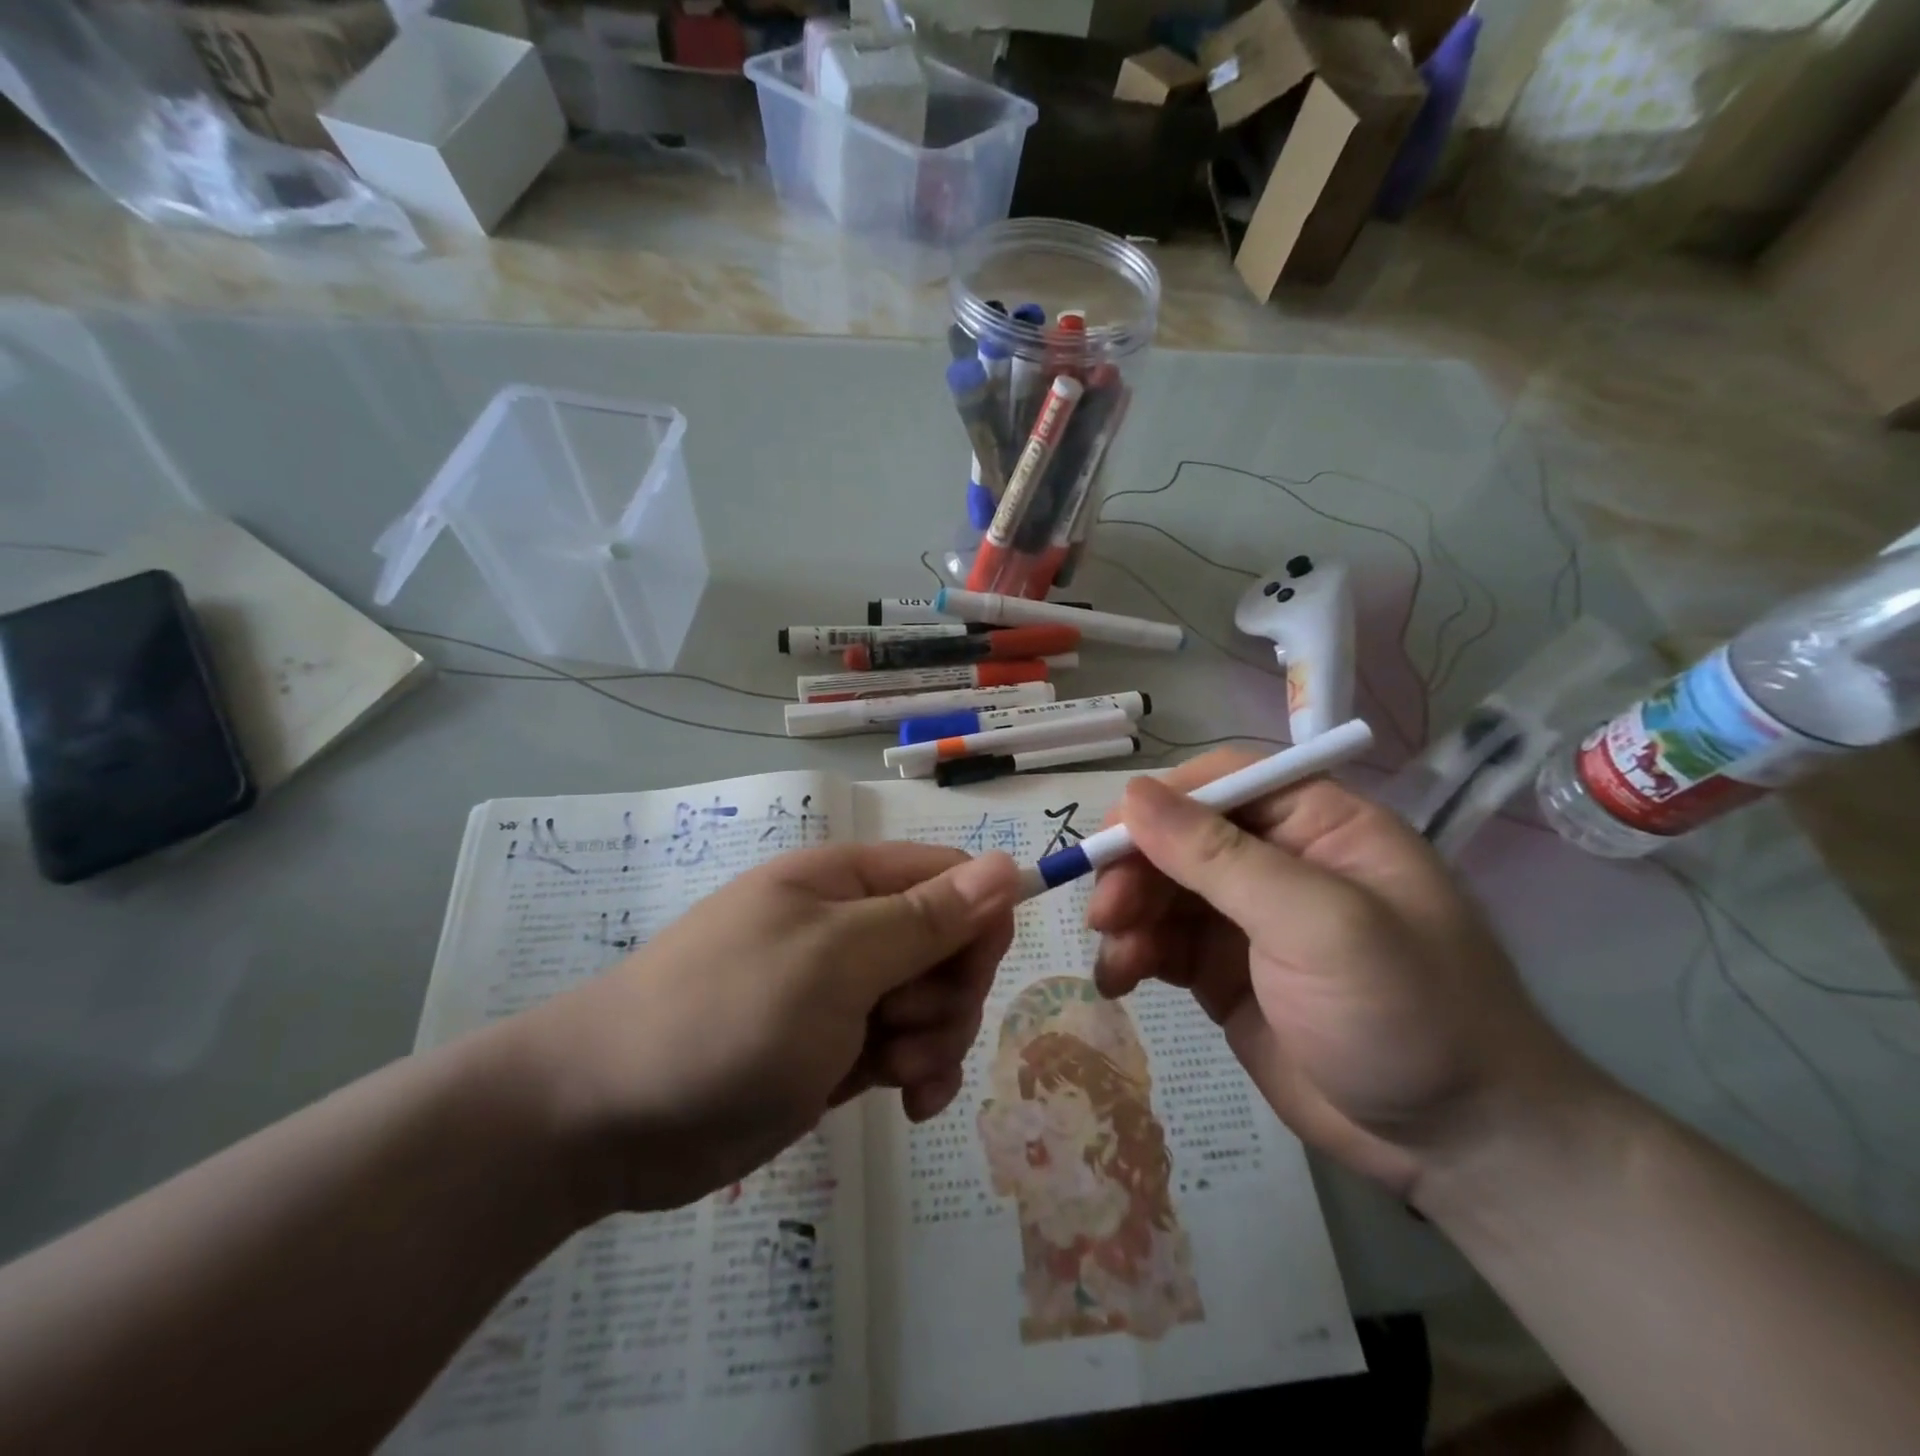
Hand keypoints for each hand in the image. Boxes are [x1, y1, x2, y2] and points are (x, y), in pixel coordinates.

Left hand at [516, 844, 1019, 1214]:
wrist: (606, 1117)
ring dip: (933, 1042)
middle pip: (951, 944)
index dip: (978, 923)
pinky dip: (918, 1074)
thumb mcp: (835, 960)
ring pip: (934, 1002)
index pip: (954, 878)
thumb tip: (1009, 864)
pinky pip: (908, 1049)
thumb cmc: (726, 1017)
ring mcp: (843, 990)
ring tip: (889, 1073)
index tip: (966, 977)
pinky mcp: (836, 1047)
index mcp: (847, 881)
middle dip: (949, 995)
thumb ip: (925, 917)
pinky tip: (907, 1107)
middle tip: (902, 1030)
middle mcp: (851, 926)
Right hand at [1086, 751, 1584, 1197]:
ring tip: (1115, 961)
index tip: (1112, 839)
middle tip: (1105, 913)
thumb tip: (1133, 796)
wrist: (1455, 1147)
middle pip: (1180, 836)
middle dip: (1136, 869)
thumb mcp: (1318, 925)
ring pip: (1161, 889)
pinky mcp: (1224, 971)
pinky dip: (1133, 954)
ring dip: (1127, 915)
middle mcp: (1278, 860)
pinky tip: (1118, 980)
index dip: (1161, 802)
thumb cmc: (1405, 1013)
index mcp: (1318, 824)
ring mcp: (1248, 918)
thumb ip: (1222, 859)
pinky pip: (1162, 942)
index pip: (1224, 781)